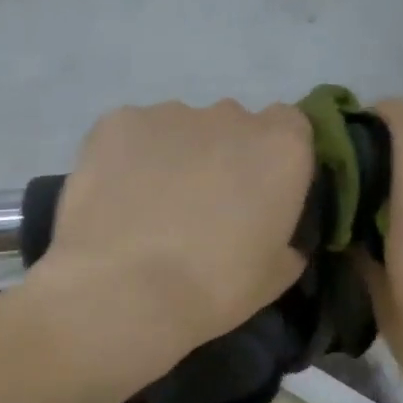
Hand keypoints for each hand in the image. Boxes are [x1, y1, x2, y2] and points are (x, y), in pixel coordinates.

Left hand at [34, 100, 315, 381]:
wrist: (124, 288)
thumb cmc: (212, 288)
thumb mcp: (273, 277)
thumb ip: (284, 241)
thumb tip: (277, 238)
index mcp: (280, 148)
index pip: (289, 127)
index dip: (270, 160)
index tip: (255, 194)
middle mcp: (229, 116)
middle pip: (231, 126)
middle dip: (219, 157)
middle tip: (197, 208)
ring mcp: (168, 114)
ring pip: (177, 129)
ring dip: (171, 158)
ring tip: (146, 209)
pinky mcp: (115, 122)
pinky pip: (129, 136)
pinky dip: (124, 160)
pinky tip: (113, 199)